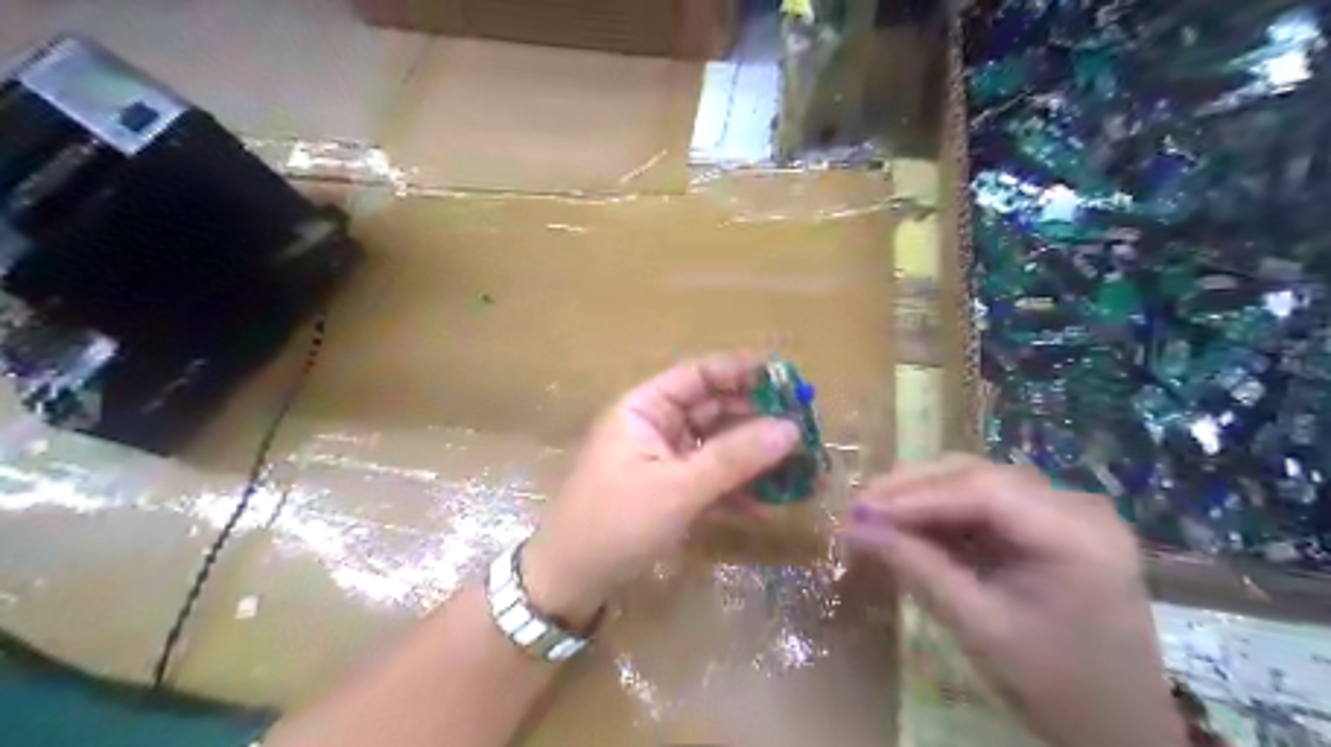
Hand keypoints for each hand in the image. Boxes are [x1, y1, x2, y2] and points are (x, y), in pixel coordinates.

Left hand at [522, 357, 798, 630]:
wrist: (571, 584)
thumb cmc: (616, 523)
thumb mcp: (677, 488)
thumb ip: (734, 458)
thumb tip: (791, 428)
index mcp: (644, 408)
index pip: (699, 375)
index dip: (742, 372)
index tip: (788, 376)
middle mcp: (655, 426)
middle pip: (714, 410)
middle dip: (758, 420)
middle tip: (806, 428)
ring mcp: (664, 460)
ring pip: (717, 447)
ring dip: (754, 457)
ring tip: (801, 467)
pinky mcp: (671, 492)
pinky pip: (711, 479)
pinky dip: (737, 488)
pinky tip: (769, 503)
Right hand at [839, 454, 1184, 746]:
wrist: (1120, 727)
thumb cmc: (1055, 686)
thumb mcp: (978, 627)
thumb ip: (916, 569)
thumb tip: (853, 530)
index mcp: (1076, 535)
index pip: (983, 492)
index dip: (914, 496)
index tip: (859, 510)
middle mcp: (1077, 507)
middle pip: (980, 476)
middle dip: (913, 489)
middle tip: (859, 508)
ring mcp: (1067, 511)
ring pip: (978, 482)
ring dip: (924, 495)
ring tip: (875, 513)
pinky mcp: (1052, 522)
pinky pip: (987, 502)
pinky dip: (944, 512)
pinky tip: (910, 524)